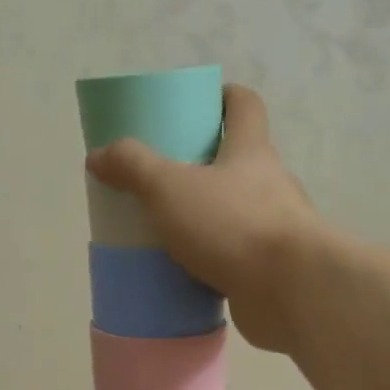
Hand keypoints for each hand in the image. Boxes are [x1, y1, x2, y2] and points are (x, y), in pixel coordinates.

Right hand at [85, 84, 326, 352]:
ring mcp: (273, 229)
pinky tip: (180, 273)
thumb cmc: (233, 224)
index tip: (196, 104)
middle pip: (236, 161)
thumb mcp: (170, 187)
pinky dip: (209, 260)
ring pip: (233, 212)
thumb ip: (133, 167)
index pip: (245, 106)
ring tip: (163, 229)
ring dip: (204, 217)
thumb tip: (98, 155)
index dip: (223, 97)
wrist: (291, 292)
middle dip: (201, 165)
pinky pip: (233, 257)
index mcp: (251, 151)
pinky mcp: (269, 269)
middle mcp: (269, 184)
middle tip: (160, 176)